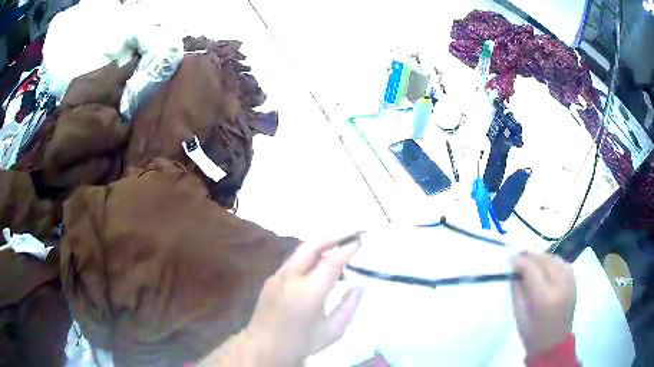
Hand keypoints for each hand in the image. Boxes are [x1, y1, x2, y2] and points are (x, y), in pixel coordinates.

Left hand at [243, 240, 362, 364]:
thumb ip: (349, 306)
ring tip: (339, 251)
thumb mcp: (333, 330)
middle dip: (333, 236)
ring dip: (321, 246)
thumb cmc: (302, 343)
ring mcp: (277, 276)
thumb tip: (359, 286)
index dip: (347, 249)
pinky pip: (294, 262)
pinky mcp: (271, 280)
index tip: (360, 242)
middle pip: (312, 246)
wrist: (264, 348)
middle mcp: (290, 278)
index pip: (331, 262)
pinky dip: (310, 258)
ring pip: (301, 251)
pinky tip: (318, 268)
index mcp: (308, 292)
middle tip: (351, 233)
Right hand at [511, 252, 575, 355]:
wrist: (554, 343)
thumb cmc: (532, 334)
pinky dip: (550, 263)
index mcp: (544, 297)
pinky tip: (544, 270)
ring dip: (540, 259)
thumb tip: (514, 270)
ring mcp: (570, 280)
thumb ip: (517, 290)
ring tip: (531, 265)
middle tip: (518, 259)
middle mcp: (560, 283)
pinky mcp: (574, 280)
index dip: (520, 261)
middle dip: (530, 257)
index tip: (510, 258)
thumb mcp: (519, 315)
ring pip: (553, 258)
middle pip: (544, 259)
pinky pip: (561, 263)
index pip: (532, 268)